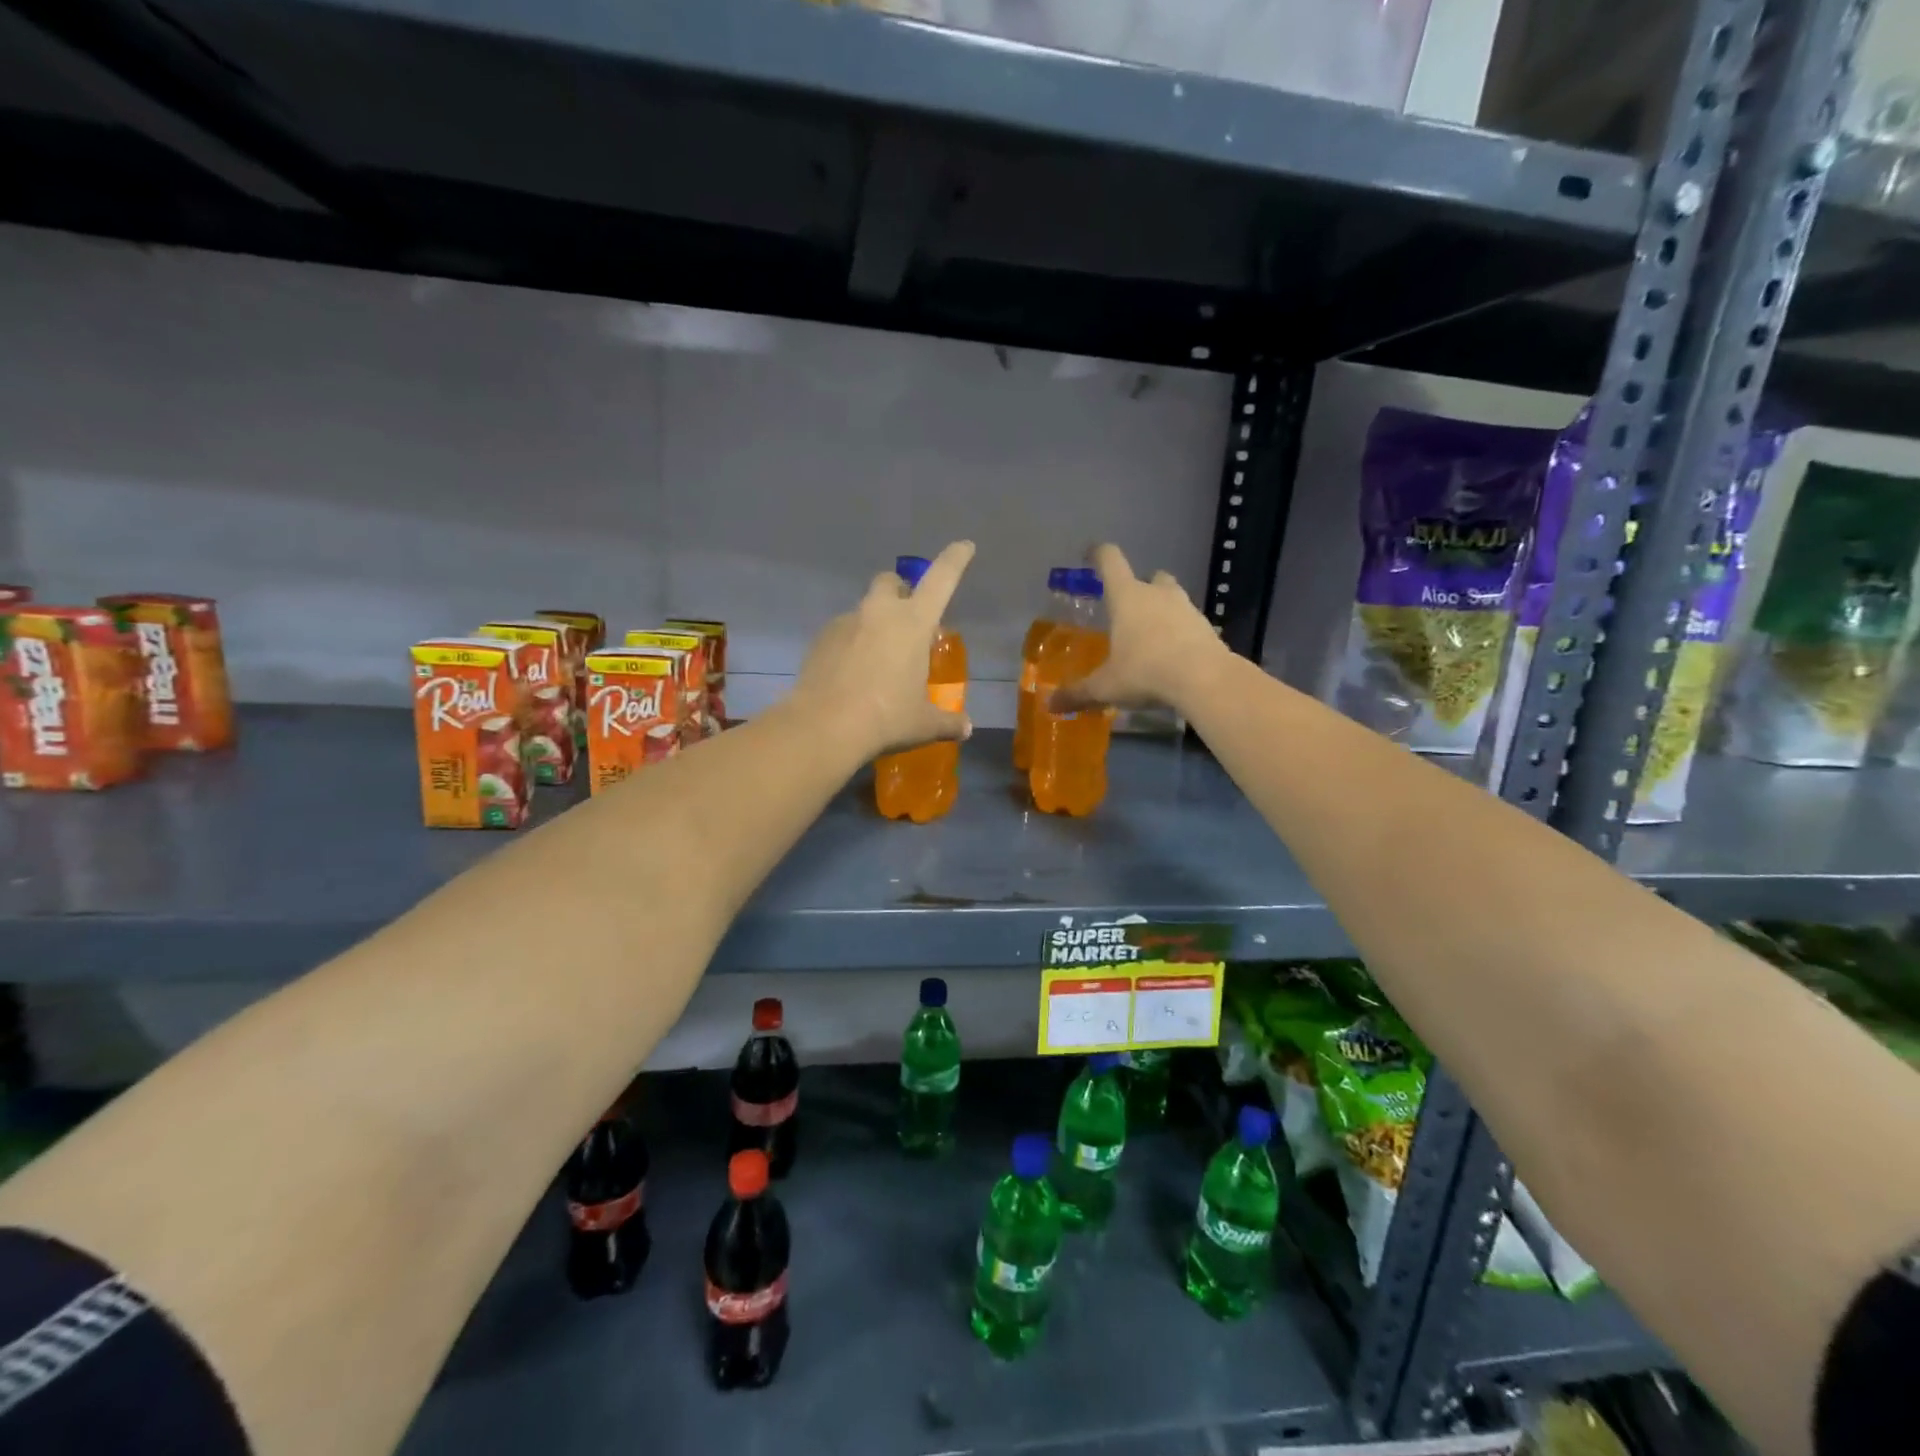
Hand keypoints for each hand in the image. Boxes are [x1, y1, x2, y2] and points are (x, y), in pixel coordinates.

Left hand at [792, 541, 975, 758]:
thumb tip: (966, 729)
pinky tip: (851, 674)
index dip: (955, 559)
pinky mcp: (819, 639)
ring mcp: (845, 623)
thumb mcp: (923, 723)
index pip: (941, 579)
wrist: (824, 727)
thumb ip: (947, 722)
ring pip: (863, 610)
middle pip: (890, 582)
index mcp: (913, 623)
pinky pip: (841, 633)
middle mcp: (879, 613)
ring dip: (874, 624)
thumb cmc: (885, 718)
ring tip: (877, 660)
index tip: (964, 546)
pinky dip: (850, 645)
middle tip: (907, 619)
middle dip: (900, 591)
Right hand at [1052, 544, 1229, 713]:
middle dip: (1139, 587)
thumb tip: (1049, 704)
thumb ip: (1078, 693)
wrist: (1205, 680)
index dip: (1098, 554)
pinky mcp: (1207, 628)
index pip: (1110, 561)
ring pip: (1172, 598)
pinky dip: (1180, 633)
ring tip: (1151, 636)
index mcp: (1127, 597)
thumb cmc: (1145, 672)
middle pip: (1150, 576)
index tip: (1090, 553)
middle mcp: (1157, 594)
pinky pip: (1189, 624)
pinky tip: (1173, 656)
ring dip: (1162, 609)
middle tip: (1128, 608)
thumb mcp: (1105, 687)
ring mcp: (1187, 608)